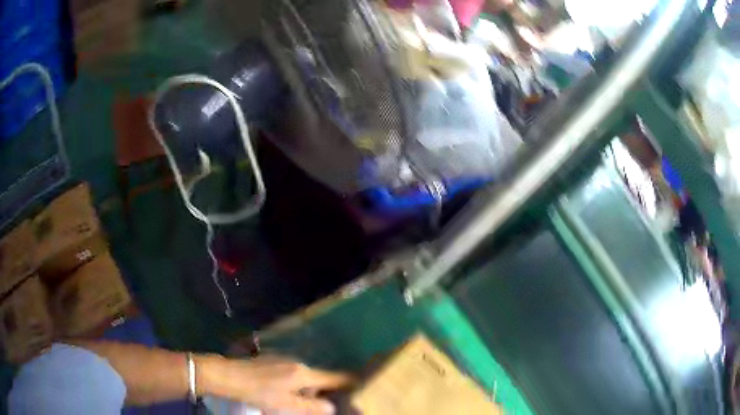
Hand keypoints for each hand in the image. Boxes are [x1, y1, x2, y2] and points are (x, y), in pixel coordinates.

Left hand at [198, 354, 352, 414]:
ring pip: (303, 376)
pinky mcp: (269, 360)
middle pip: (318, 378)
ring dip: (307, 389)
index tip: (359, 387)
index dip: (348, 383)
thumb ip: (313, 408)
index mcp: (304, 373)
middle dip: (323, 392)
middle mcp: (296, 362)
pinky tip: (281, 393)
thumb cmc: (259, 393)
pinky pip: (290, 373)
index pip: (334, 377)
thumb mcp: (288, 406)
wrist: (227, 376)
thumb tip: (331, 407)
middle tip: (323, 405)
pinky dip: (294, 384)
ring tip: (298, 403)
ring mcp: (281, 359)